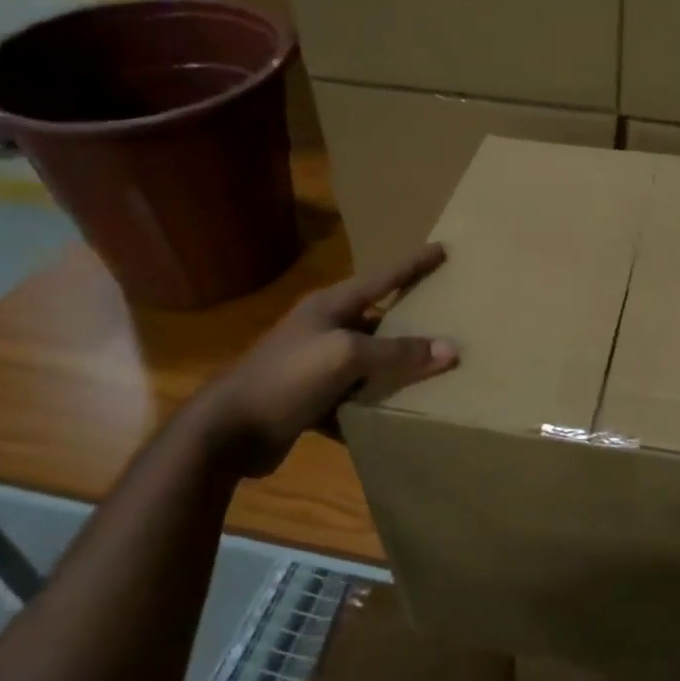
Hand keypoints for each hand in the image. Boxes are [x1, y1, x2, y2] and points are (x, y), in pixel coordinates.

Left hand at [194, 244, 458, 476]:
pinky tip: (395, 414)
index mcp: (330, 307)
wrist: (229, 431)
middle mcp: (324, 330)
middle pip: (378, 320)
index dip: (413, 264)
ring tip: (433, 371)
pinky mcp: (311, 399)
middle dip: (411, 322)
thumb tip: (450, 349)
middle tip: (447, 318)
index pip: (382, 278)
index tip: (442, 249)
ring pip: (368, 362)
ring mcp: (315, 365)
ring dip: (395, 369)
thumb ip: (397, 352)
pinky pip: (354, 397)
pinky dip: (372, 404)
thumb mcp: (346, 357)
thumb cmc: (287, 378)